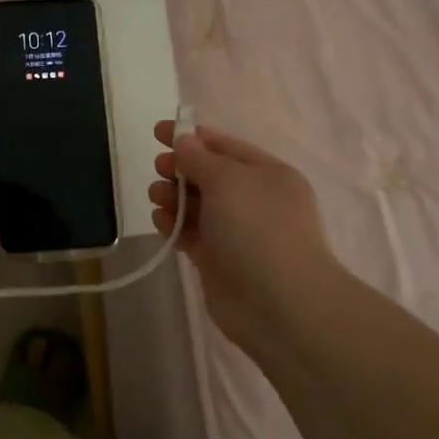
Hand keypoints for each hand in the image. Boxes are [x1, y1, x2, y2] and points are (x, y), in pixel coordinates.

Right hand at [149, 121, 339, 350]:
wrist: (281, 306)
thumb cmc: (259, 229)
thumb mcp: (228, 180)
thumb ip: (199, 158)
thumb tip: (183, 141)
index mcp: (267, 174)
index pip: (224, 146)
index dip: (191, 137)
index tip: (158, 133)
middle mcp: (254, 200)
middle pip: (208, 175)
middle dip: (180, 168)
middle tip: (159, 169)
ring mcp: (236, 232)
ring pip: (197, 205)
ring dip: (173, 196)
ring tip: (157, 197)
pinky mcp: (218, 260)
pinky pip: (191, 233)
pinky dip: (174, 224)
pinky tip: (161, 221)